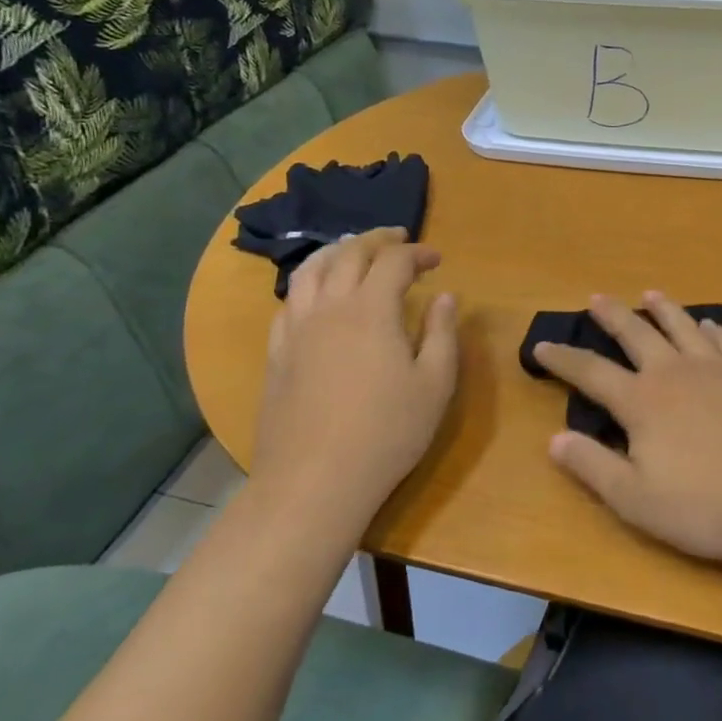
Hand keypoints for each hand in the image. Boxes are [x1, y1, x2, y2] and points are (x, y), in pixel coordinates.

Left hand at [251, 229, 458, 549]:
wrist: (315, 481)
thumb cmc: (387, 432)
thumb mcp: (434, 384)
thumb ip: (442, 333)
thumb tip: (445, 297)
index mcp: (371, 310)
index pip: (394, 262)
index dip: (417, 253)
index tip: (437, 260)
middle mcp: (329, 308)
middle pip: (348, 255)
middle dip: (377, 240)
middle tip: (399, 239)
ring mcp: (296, 330)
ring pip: (309, 271)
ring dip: (336, 252)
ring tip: (353, 251)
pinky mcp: (277, 354)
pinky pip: (288, 302)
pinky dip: (308, 285)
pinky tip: (318, 296)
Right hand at [533, 293, 721, 564]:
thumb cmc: (707, 505)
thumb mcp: (637, 500)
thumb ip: (594, 466)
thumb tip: (555, 439)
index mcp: (642, 402)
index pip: (591, 373)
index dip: (563, 359)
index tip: (542, 345)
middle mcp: (675, 373)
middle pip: (637, 334)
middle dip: (612, 315)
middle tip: (596, 297)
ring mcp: (717, 368)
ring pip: (683, 326)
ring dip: (663, 308)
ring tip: (651, 294)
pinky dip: (711, 328)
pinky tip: (709, 324)